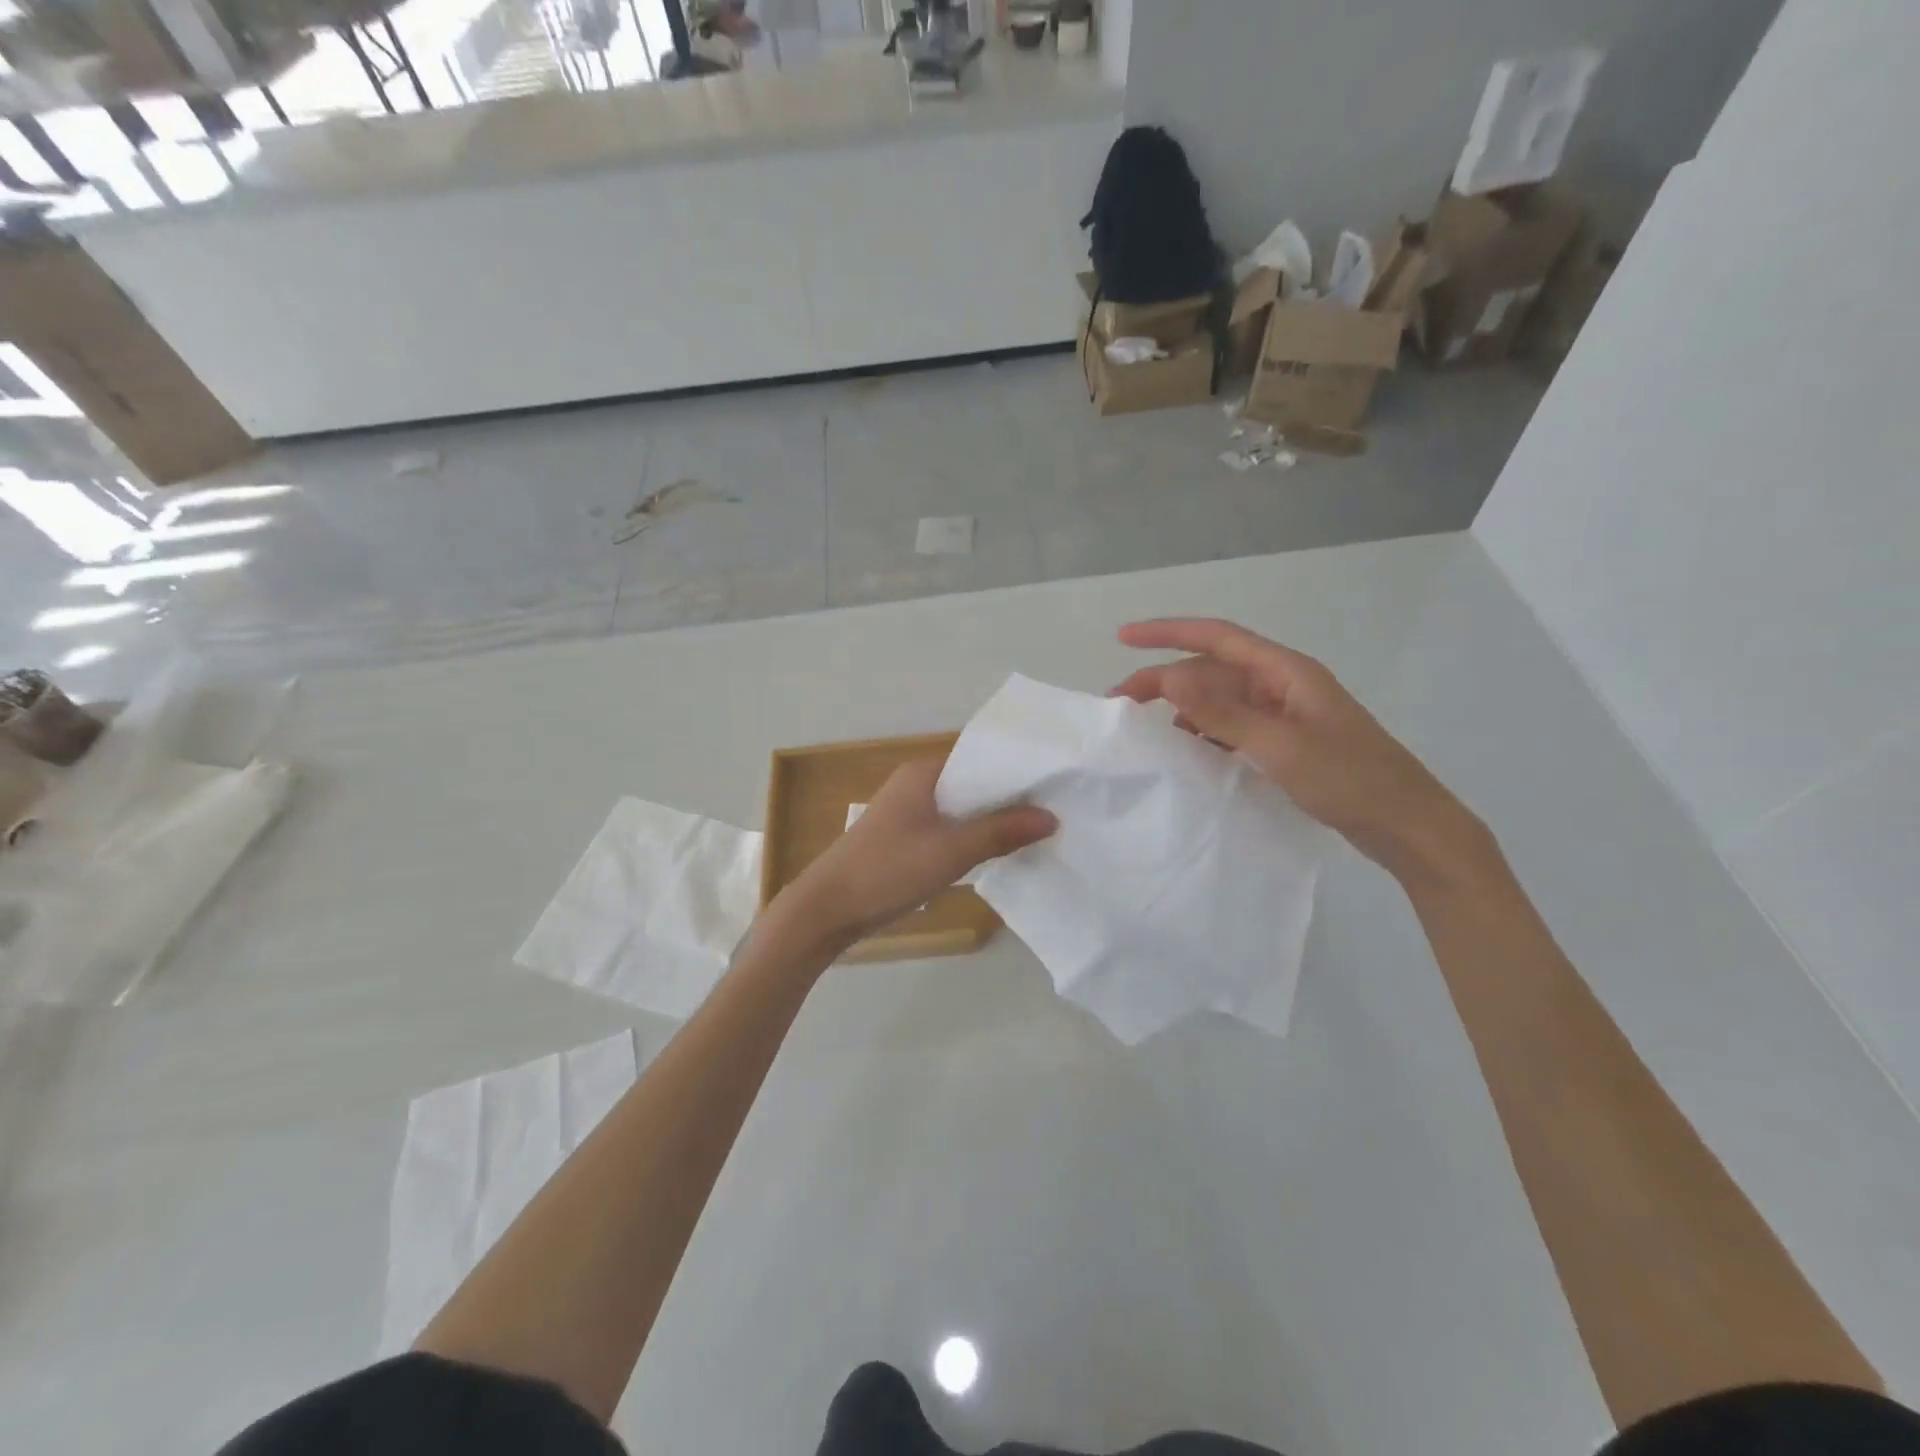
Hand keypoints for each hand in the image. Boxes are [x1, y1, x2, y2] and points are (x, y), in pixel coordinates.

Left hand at [780, 758, 1056, 941]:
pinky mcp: (905, 838)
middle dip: (1010, 800)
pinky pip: (949, 829)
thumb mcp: (950, 852)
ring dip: (993, 822)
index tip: (1057, 784)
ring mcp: (909, 812)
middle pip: (975, 785)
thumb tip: (1051, 817)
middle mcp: (917, 784)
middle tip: (1057, 811)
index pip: (982, 759)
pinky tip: (999, 853)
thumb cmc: (887, 871)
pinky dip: (973, 838)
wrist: (826, 909)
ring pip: (963, 810)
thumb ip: (1001, 832)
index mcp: (925, 773)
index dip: (1018, 772)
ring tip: (1038, 832)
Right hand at [1112, 618, 1485, 881]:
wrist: (1408, 825)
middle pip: (1212, 669)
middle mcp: (1282, 684)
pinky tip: (1185, 752)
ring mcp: (1285, 714)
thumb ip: (1222, 712)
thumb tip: (1169, 677)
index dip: (1167, 632)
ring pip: (1220, 699)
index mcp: (1286, 672)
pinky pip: (1233, 726)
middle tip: (1121, 703)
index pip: (1217, 637)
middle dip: (1165, 678)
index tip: (1123, 638)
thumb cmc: (1350, 779)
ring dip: (1182, 708)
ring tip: (1145, 730)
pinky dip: (1205, 733)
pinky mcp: (1286, 742)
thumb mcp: (1280, 745)